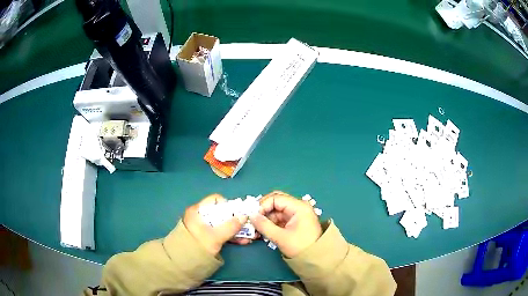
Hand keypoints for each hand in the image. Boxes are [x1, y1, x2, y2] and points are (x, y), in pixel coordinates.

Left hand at [183, 194, 247, 254]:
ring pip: (223, 224)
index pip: (216, 200)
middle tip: (248, 227)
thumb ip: (230, 226)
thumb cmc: (196, 247)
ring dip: (236, 230)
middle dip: (236, 220)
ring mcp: (204, 228)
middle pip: (222, 213)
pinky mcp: (207, 237)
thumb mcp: (214, 237)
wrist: (182, 264)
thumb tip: (244, 216)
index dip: (228, 205)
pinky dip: (231, 236)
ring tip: (248, 237)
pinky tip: (242, 242)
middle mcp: (201, 216)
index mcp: (198, 211)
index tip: (239, 214)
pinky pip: (222, 233)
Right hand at [250, 191, 321, 257]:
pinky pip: (279, 218)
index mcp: (298, 206)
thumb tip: (251, 215)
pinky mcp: (294, 222)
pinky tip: (263, 232)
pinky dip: (270, 223)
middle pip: (275, 202)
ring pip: (276, 211)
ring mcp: (296, 214)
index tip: (253, 216)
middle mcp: (298, 206)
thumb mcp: (281, 237)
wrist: (316, 258)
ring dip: (265, 219)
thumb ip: (264, 225)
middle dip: (263, 211)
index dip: (262, 205)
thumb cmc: (300, 246)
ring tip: (256, 229)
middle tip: (253, 220)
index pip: (275, 198)